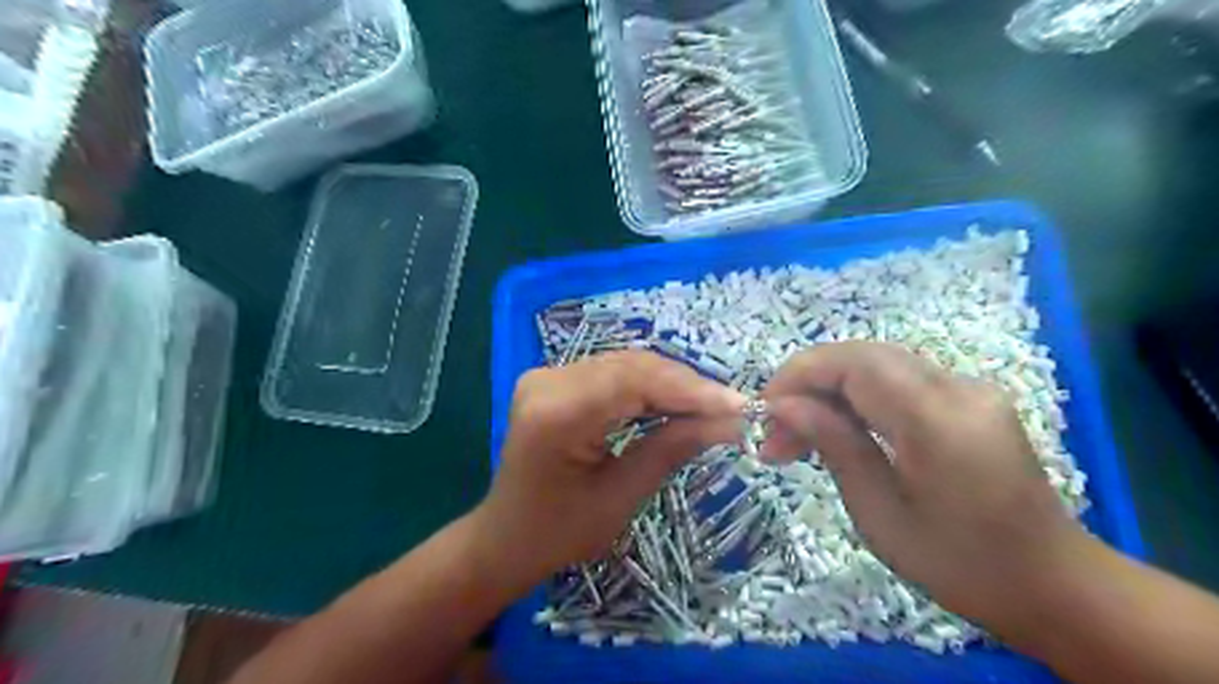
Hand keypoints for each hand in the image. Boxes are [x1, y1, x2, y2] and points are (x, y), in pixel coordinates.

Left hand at [474, 351, 741, 590]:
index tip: (737, 405)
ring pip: (625, 365)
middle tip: (730, 408)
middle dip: (685, 385)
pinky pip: (612, 374)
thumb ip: (672, 448)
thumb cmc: (558, 533)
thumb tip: (730, 421)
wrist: (506, 538)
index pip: (635, 381)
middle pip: (632, 366)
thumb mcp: (621, 497)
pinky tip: (676, 402)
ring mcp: (547, 376)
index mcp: (556, 413)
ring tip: (711, 406)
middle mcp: (547, 381)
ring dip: (671, 383)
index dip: (690, 389)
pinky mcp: (554, 380)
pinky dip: (648, 386)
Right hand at [759, 341, 1096, 635]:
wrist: (1051, 583)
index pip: (853, 363)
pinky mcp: (968, 397)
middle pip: (863, 355)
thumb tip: (783, 406)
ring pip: (877, 364)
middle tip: (776, 431)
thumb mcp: (880, 513)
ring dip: (829, 390)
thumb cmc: (959, 564)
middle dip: (808, 383)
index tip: (764, 412)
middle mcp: (958, 387)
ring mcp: (969, 388)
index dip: (799, 375)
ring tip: (798, 436)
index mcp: (938, 420)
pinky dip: (857, 397)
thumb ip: (834, 445)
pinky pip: (898, 380)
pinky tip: (839, 430)